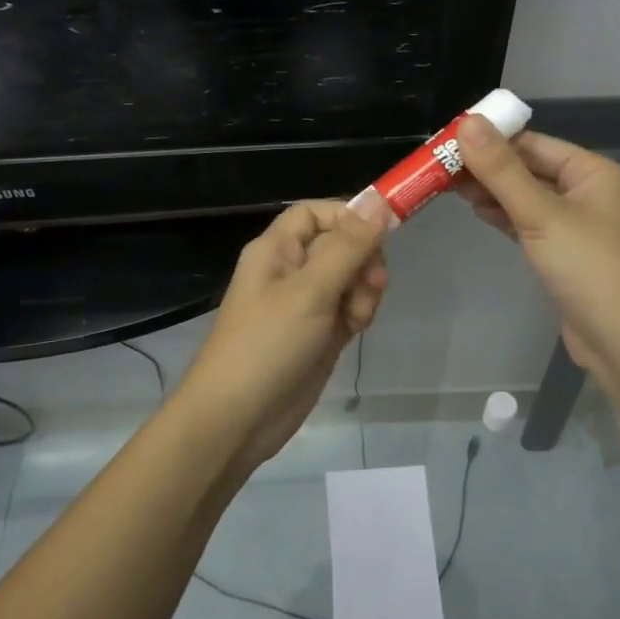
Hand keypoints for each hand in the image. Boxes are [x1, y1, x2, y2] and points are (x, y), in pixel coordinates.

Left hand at [175, 197, 390, 474]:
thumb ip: (348, 246)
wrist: (237, 419)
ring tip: (356, 318)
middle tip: (371, 287)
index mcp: (277, 249)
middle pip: (341, 245)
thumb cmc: (267, 345)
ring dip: (363, 291)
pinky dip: (358, 314)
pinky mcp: (318, 334)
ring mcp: (305, 304)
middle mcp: (290, 270)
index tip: (381, 235)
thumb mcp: (310, 290)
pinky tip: (355, 331)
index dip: (349, 218)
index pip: (318, 213)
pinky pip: (348, 308)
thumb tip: (378, 199)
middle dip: (363, 261)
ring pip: (350, 278)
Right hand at [455, 117, 619, 372]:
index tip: (446, 142)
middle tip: (438, 168)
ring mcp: (574, 224)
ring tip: (447, 188)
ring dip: (491, 192)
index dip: (490, 140)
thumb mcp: (541, 214)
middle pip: (527, 168)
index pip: (532, 143)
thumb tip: (467, 122)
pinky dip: (503, 216)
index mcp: (591, 171)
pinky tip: (477, 212)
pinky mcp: (562, 252)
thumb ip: (502, 170)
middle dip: (486, 168)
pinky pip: (527, 222)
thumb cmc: (589, 268)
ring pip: (525, 197)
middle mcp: (585, 191)